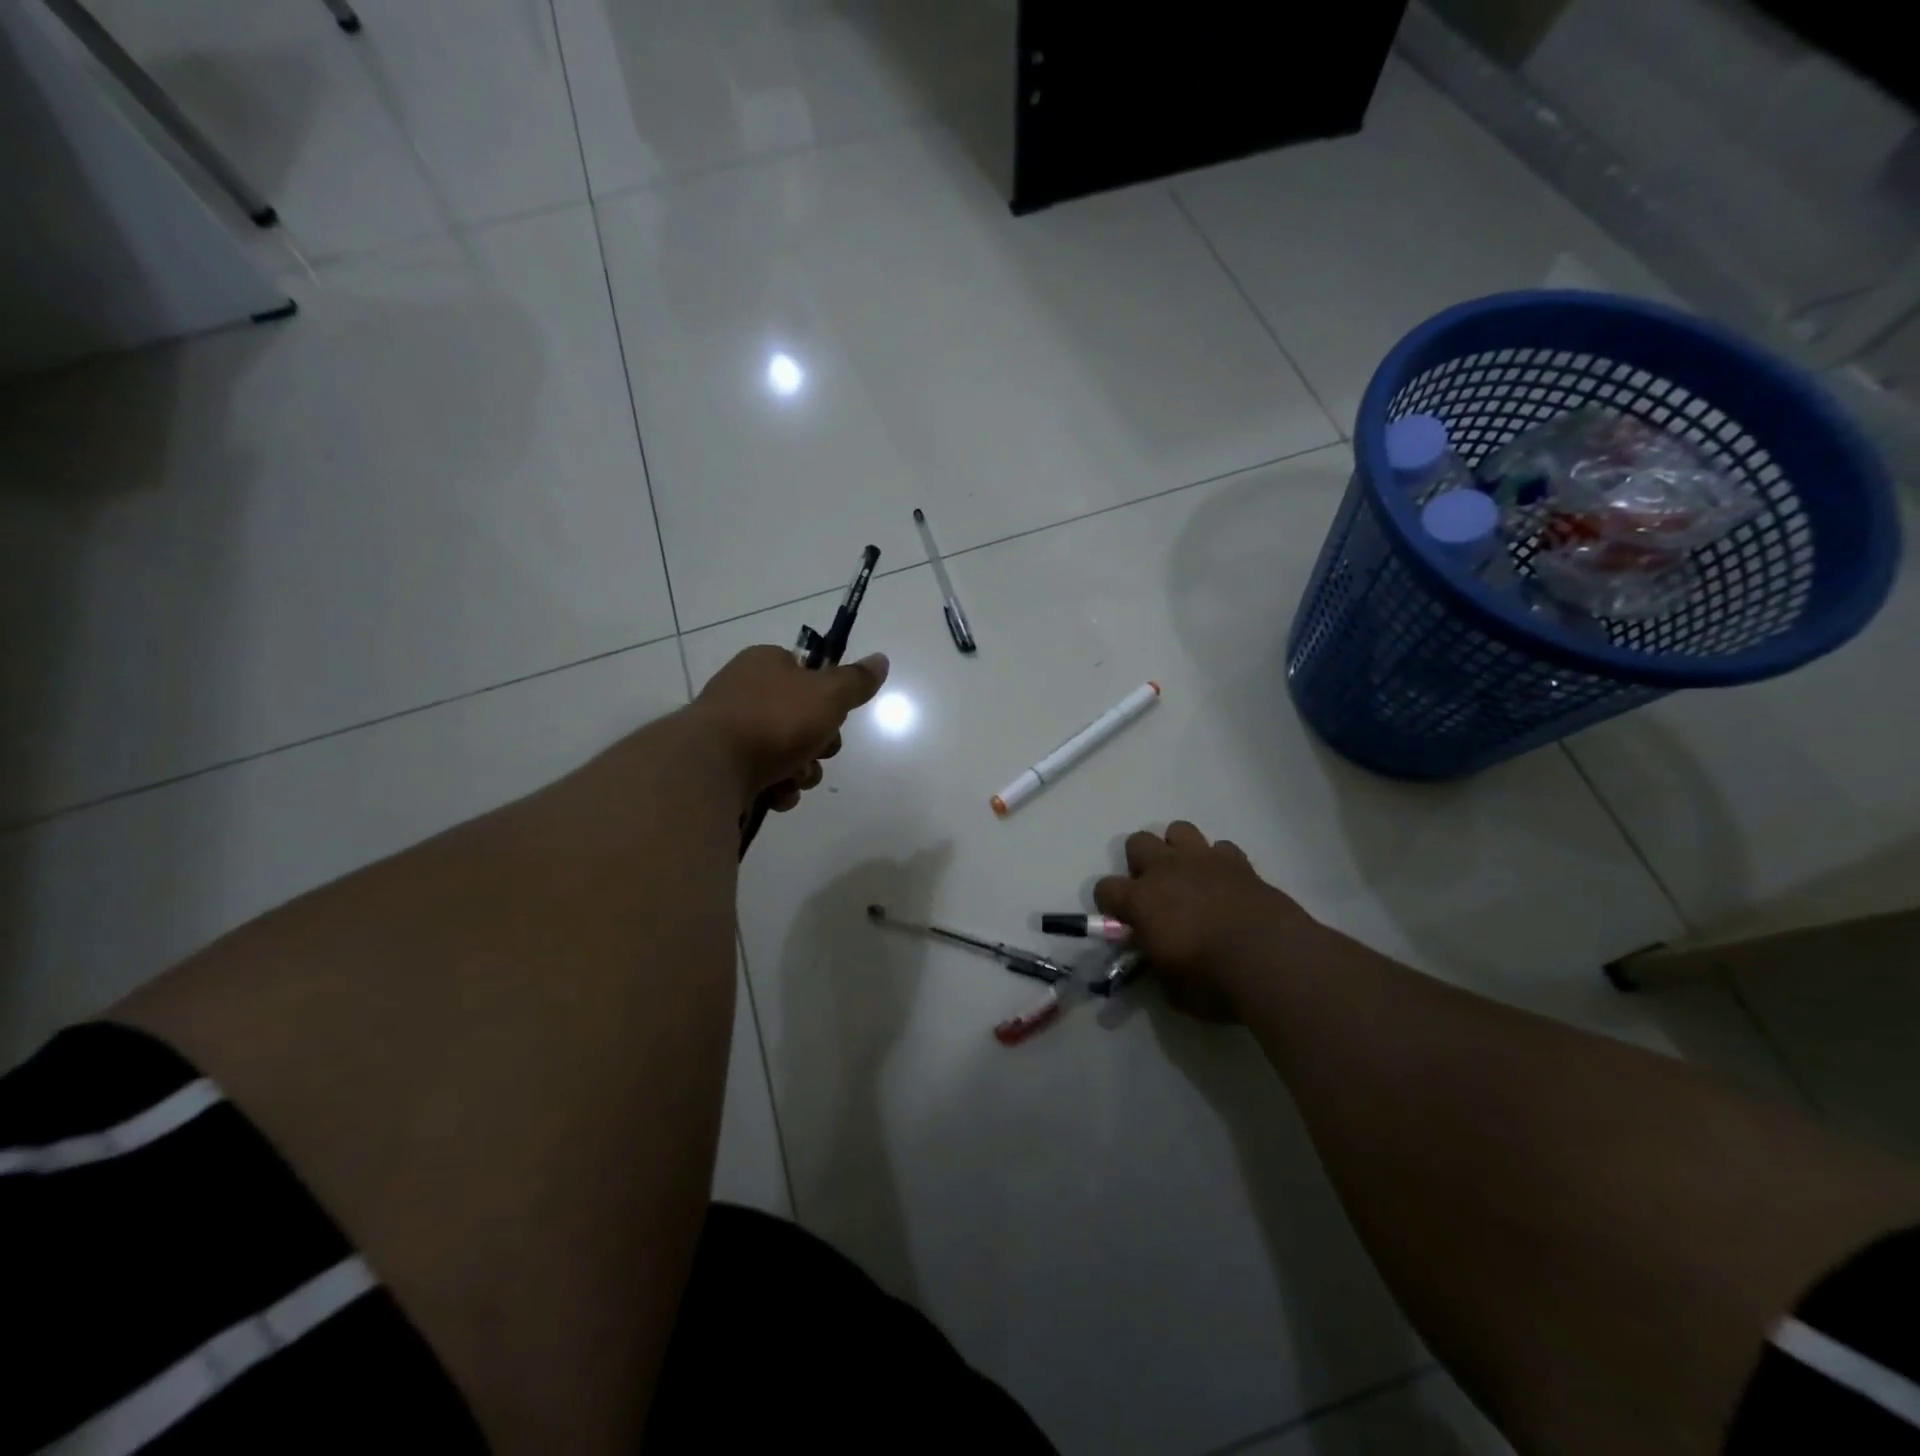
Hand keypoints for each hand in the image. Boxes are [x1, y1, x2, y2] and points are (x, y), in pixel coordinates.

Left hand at [694, 644, 888, 813]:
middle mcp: (744, 692)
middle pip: (802, 719)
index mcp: (764, 664)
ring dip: (801, 771)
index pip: (806, 674)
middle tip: (818, 750)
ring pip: (787, 753)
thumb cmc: (774, 719)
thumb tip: (881, 660)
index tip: (835, 716)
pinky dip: (777, 789)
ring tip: (793, 778)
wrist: (712, 767)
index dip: (828, 698)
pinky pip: (764, 778)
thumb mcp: (828, 694)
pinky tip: (775, 794)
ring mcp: (730, 732)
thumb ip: (856, 680)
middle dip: (819, 744)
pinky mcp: (722, 768)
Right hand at [1094, 821, 1324, 1019]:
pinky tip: (1227, 885)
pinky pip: (1221, 848)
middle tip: (1157, 894)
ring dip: (1179, 851)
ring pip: (1178, 830)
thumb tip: (1155, 959)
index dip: (1110, 905)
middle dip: (1142, 864)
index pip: (1105, 888)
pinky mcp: (1239, 862)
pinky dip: (1220, 863)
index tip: (1124, 922)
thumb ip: (1156, 965)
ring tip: (1190, 878)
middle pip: (1137, 843)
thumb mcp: (1170, 988)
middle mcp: (1166, 870)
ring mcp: (1203, 860)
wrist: (1271, 960)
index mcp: (1140, 900)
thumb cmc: (1212, 981)